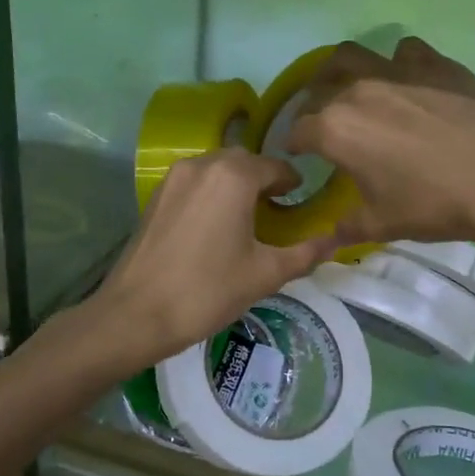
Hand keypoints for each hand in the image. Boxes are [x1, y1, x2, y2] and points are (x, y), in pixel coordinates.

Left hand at [85, 150, 339, 368]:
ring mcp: (173, 178)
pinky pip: (194, 182)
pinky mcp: (155, 196)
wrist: (136, 314)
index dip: (293, 183)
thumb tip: (338, 241)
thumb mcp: (266, 274)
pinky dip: (211, 193)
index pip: (276, 166)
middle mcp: (202, 164)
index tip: (302, 203)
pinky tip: (216, 226)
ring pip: (216, 169)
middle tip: (278, 211)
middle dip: (264, 180)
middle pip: (244, 161)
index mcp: (234, 176)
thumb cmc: (208, 291)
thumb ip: (306, 253)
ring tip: (247, 219)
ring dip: (236, 184)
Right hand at [284, 37, 474, 252]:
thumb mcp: (383, 224)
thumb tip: (332, 235)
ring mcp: (398, 71)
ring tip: (352, 88)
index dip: (292, 143)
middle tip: (322, 123)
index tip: (297, 154)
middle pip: (319, 86)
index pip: (298, 130)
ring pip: (354, 55)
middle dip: (312, 104)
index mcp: (336, 129)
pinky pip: (405, 51)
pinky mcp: (436, 64)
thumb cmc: (433, 204)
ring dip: (343, 70)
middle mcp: (358, 91)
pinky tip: (410, 82)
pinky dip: (398, 64)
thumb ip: (349, 226)